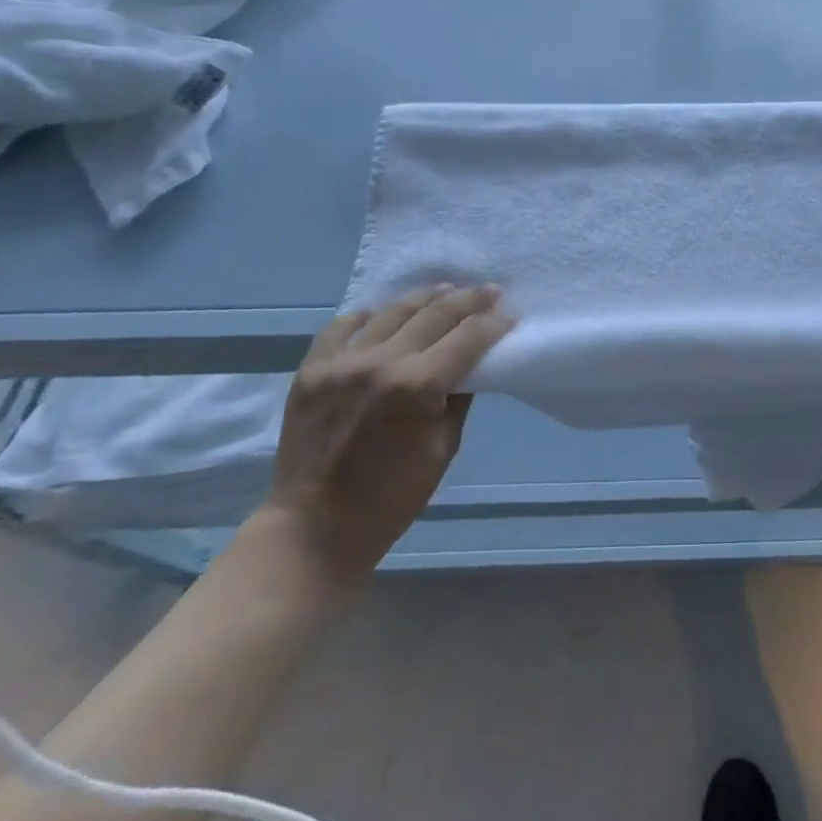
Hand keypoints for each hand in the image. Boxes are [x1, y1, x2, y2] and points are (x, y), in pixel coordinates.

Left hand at [263, 285, 513, 594]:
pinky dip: (368, 316)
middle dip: (470, 300)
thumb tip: (471, 363)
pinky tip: (383, 314)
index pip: (469, 337)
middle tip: (490, 291)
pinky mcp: (311, 369)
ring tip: (446, 290)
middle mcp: (381, 363)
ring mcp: (341, 362)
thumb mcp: (444, 448)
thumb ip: (458, 397)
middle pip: (436, 313)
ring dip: (426, 297)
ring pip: (392, 311)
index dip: (494, 322)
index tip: (510, 314)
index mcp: (418, 387)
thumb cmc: (391, 498)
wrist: (313, 529)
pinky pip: (343, 326)